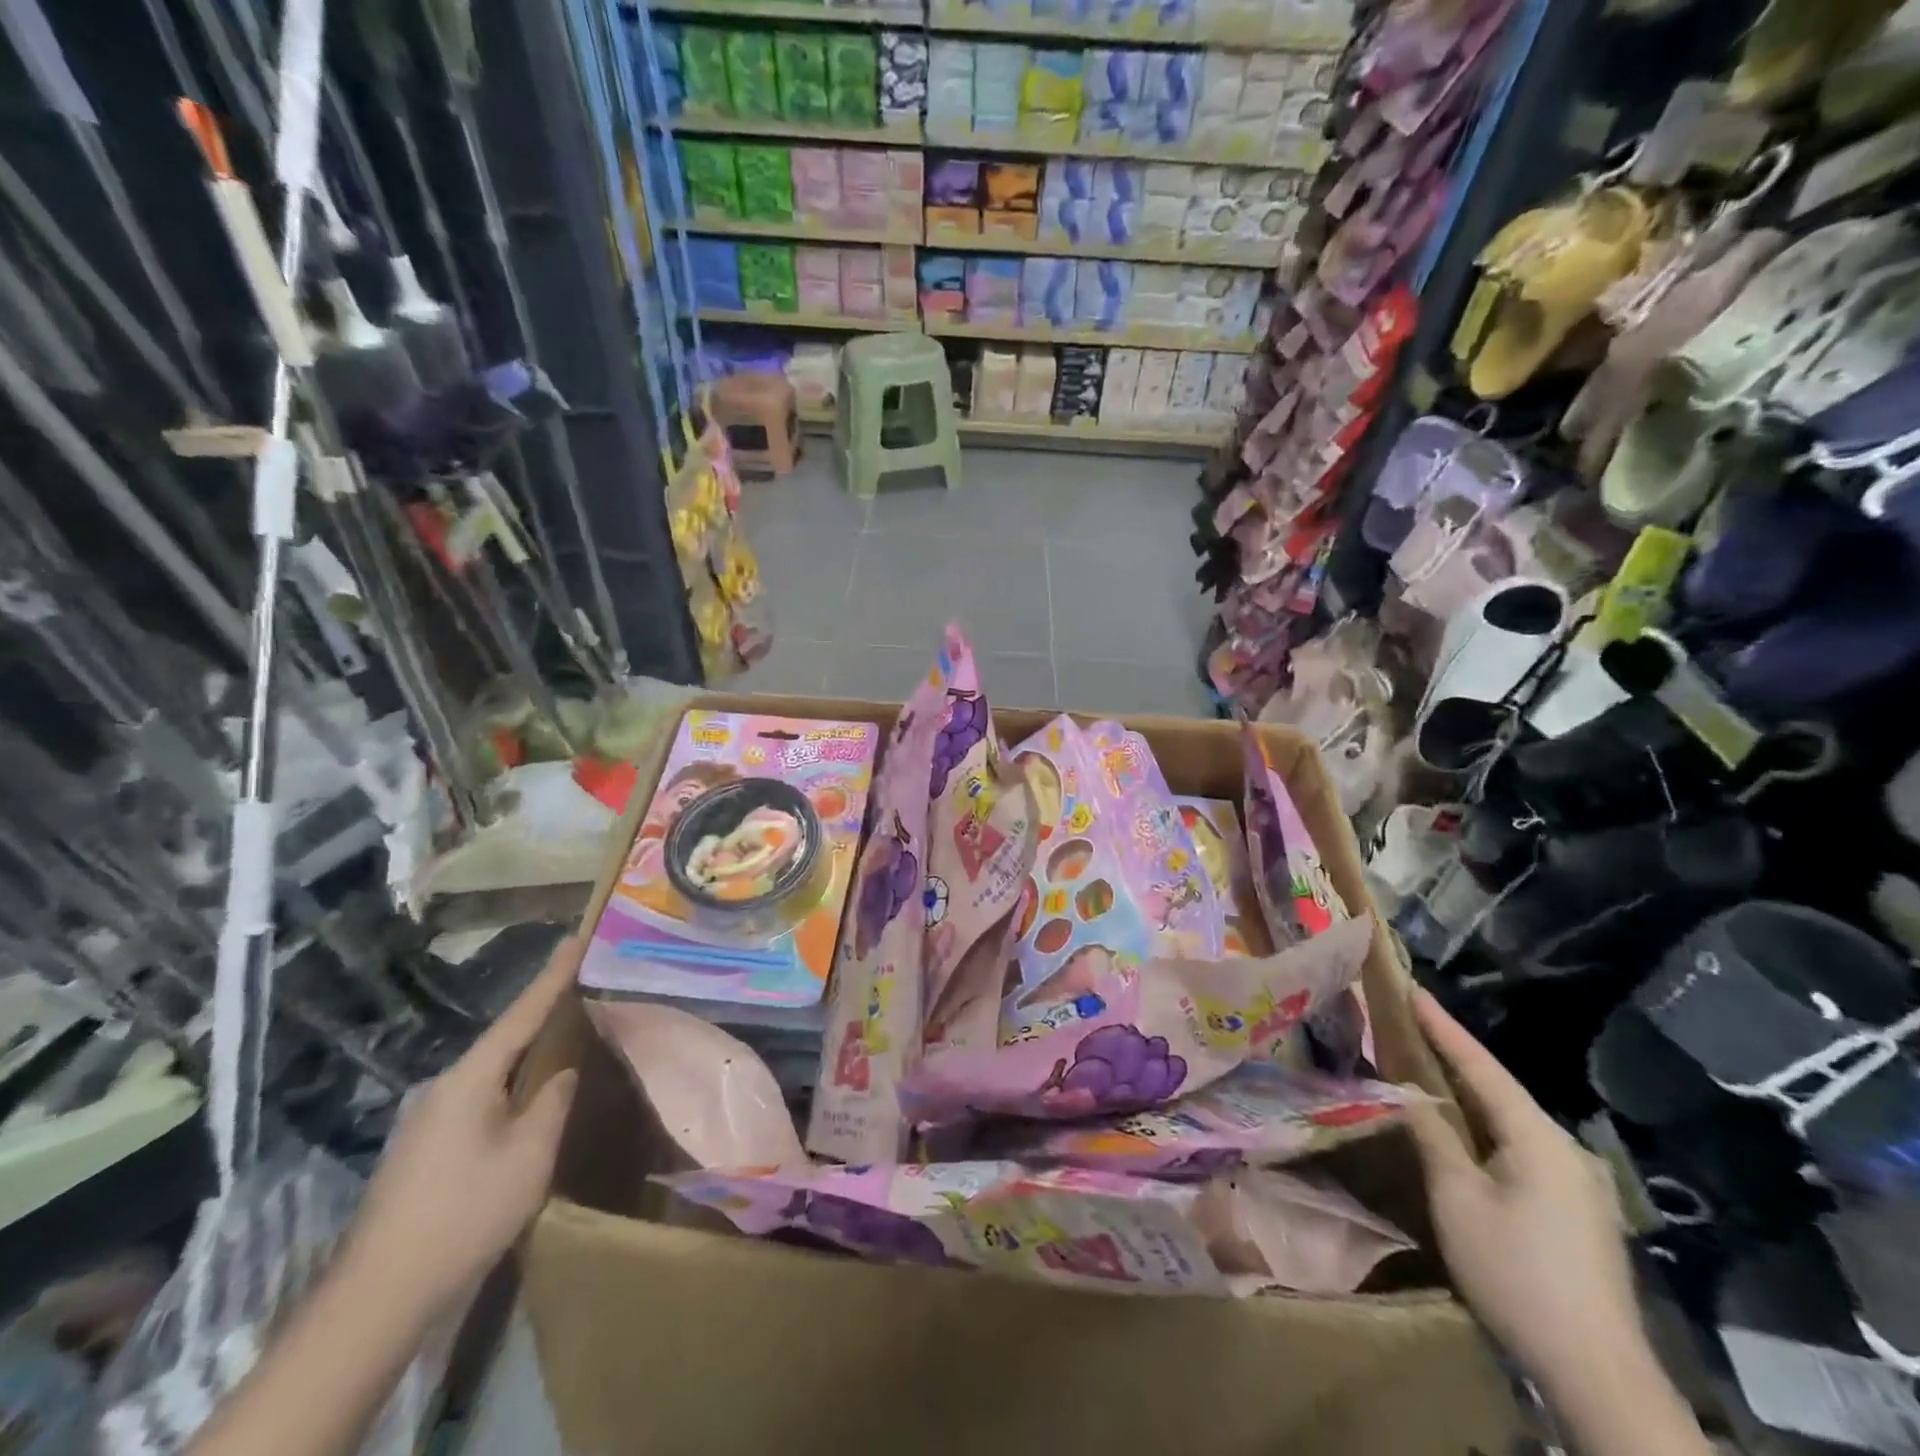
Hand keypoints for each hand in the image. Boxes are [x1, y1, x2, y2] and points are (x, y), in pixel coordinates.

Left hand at [340, 939, 580, 1321]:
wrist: (378, 1297)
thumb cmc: (465, 1213)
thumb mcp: (529, 1154)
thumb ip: (552, 1102)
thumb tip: (560, 1072)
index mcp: (470, 1078)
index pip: (522, 1013)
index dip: (553, 975)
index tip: (576, 937)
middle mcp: (444, 1087)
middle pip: (505, 1039)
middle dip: (543, 1015)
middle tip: (583, 990)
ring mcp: (428, 1119)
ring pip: (491, 1073)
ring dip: (527, 1055)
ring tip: (565, 1042)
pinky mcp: (424, 1148)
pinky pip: (479, 1099)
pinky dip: (510, 1086)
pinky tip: (528, 1102)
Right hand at [1404, 989, 1638, 1390]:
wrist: (1596, 1371)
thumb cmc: (1516, 1272)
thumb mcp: (1458, 1199)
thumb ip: (1431, 1135)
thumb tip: (1405, 1090)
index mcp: (1539, 1138)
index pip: (1481, 1067)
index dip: (1442, 1027)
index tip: (1412, 989)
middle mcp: (1565, 1149)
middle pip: (1499, 1090)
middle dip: (1452, 1057)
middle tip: (1408, 1025)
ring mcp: (1577, 1181)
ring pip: (1510, 1120)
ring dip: (1466, 1094)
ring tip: (1424, 1068)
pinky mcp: (1576, 1209)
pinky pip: (1521, 1147)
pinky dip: (1484, 1127)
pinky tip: (1462, 1130)